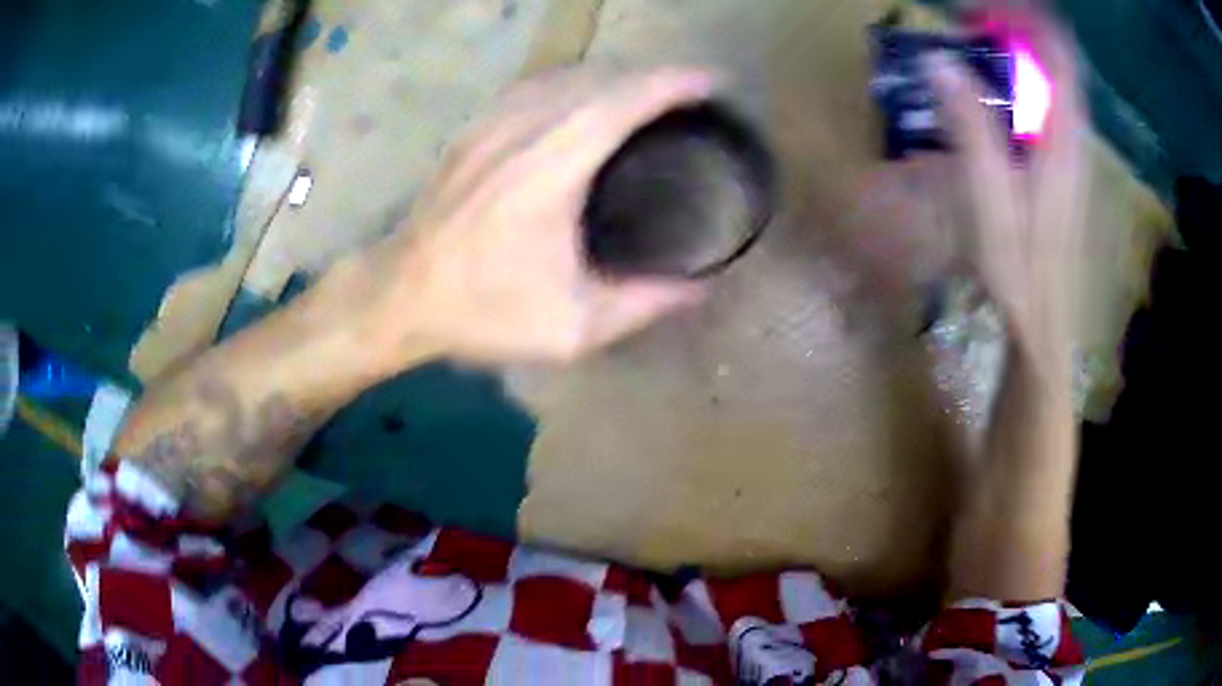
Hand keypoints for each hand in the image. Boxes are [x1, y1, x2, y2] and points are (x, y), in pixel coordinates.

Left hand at [360, 67, 715, 364]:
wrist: (399, 294)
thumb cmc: (482, 310)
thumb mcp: (571, 326)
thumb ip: (643, 304)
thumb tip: (701, 288)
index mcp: (552, 169)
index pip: (622, 102)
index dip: (671, 84)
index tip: (709, 82)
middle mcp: (522, 130)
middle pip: (598, 78)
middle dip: (649, 77)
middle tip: (685, 94)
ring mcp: (491, 124)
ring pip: (563, 76)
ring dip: (611, 77)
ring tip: (642, 94)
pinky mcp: (473, 129)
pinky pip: (532, 87)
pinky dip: (570, 84)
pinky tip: (581, 100)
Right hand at [928, 16, 1087, 379]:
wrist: (1045, 329)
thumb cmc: (1022, 275)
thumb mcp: (992, 203)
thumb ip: (972, 131)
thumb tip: (940, 64)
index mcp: (1063, 143)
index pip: (1059, 59)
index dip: (1027, 22)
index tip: (979, 9)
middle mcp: (1072, 140)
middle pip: (1056, 64)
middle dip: (1015, 32)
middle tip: (966, 25)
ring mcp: (1068, 155)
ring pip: (1049, 84)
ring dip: (1014, 57)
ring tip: (970, 49)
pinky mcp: (1058, 169)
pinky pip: (1042, 108)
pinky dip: (1016, 86)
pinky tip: (986, 95)